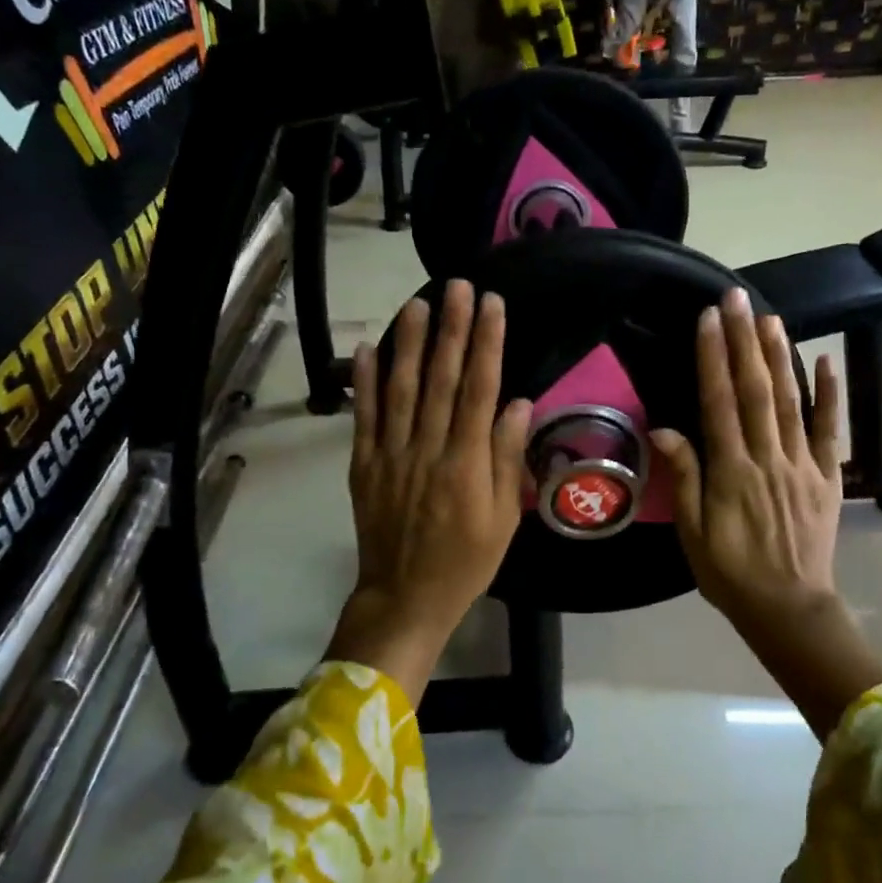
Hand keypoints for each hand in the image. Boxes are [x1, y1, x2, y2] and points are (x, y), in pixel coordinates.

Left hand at [328, 282, 532, 703]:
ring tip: (417, 302)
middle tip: (457, 286)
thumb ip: (507, 459)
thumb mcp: (503, 519)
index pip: (479, 390)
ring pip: (400, 389)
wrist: (405, 597)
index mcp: (467, 464)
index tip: (492, 305)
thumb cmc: (466, 562)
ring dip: (409, 343)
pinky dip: (365, 381)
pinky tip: (369, 347)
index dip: (487, 343)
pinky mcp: (364, 465)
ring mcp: (391, 455)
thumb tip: (518, 404)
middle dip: (451, 328)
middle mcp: (428, 450)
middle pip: (441, 379)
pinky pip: (363, 417)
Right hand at [651, 289, 881, 736]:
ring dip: (780, 356)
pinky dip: (830, 395)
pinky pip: (831, 430)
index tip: (709, 319)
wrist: (789, 609)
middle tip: (737, 299)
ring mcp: (803, 465)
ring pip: (791, 402)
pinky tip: (824, 361)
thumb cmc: (731, 574)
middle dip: (744, 342)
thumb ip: (685, 478)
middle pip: (756, 391)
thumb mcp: (694, 534)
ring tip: (770, 317)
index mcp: (732, 473)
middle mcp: (769, 459)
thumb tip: (665, 428)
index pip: (720, 403)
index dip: (713, 359)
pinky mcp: (828, 476)